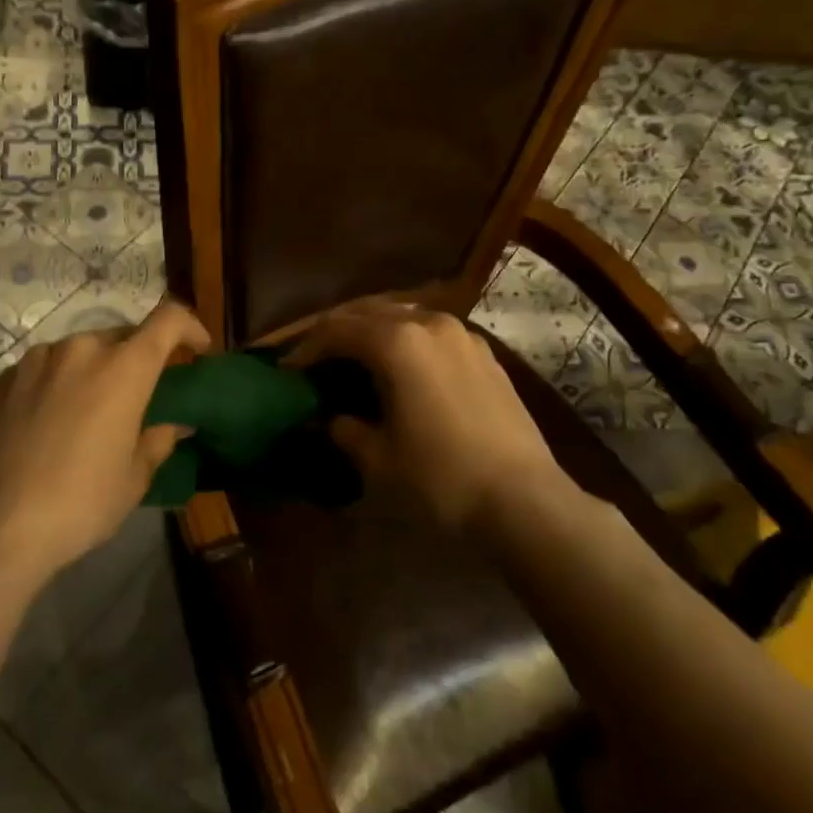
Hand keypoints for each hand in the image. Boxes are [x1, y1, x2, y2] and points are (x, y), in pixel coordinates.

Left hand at [0, 300, 211, 579]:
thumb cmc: (79, 503)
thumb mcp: (132, 479)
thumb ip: (156, 441)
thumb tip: (173, 426)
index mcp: (123, 367)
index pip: (168, 319)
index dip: (190, 327)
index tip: (197, 351)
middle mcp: (81, 349)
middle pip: (123, 335)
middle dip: (138, 357)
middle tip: (140, 394)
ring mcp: (37, 360)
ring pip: (80, 351)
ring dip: (95, 370)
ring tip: (90, 411)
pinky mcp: (3, 379)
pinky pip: (45, 368)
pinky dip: (59, 382)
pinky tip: (50, 421)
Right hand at [286, 299, 583, 537]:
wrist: (525, 501)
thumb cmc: (441, 478)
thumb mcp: (378, 459)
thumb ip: (346, 428)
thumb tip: (330, 418)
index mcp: (397, 342)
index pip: (336, 330)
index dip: (306, 349)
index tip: (287, 371)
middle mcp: (428, 323)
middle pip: (368, 311)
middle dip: (336, 331)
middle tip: (315, 358)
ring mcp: (462, 335)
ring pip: (403, 314)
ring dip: (372, 330)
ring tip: (354, 357)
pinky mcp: (483, 353)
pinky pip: (431, 331)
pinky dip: (405, 339)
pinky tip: (401, 366)